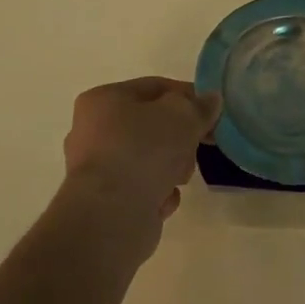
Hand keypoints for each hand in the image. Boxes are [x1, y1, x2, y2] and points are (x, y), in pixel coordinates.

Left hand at [62, 78, 219, 247]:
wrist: (112, 215)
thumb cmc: (142, 150)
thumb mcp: (181, 116)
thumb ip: (199, 106)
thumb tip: (210, 100)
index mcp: (102, 100)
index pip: (154, 88)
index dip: (187, 96)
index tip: (212, 112)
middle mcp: (92, 131)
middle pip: (152, 125)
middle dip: (180, 137)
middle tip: (199, 145)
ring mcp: (97, 169)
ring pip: (150, 158)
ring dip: (171, 167)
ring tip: (179, 178)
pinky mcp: (105, 202)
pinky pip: (142, 188)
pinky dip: (157, 193)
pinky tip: (163, 200)